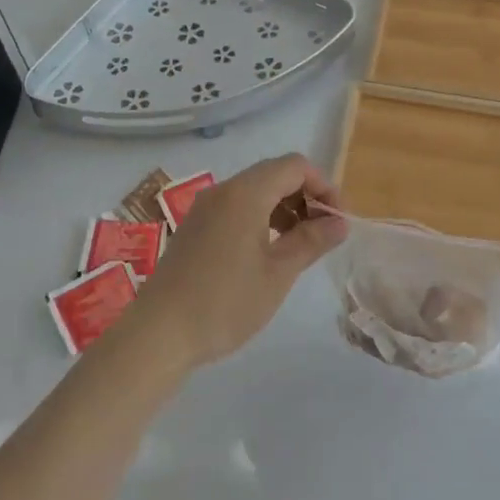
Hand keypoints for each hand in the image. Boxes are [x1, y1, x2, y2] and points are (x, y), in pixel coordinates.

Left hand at [131, 155, 347, 369]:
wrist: (159, 333)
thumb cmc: (225, 302)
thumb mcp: (278, 273)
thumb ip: (311, 241)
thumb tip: (340, 222)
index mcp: (245, 192)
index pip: (295, 166)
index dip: (323, 186)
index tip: (337, 221)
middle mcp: (224, 190)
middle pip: (275, 174)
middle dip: (305, 196)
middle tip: (323, 234)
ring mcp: (205, 207)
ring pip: (255, 191)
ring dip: (284, 208)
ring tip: (299, 246)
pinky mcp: (195, 227)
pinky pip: (237, 207)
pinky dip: (261, 218)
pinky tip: (268, 252)